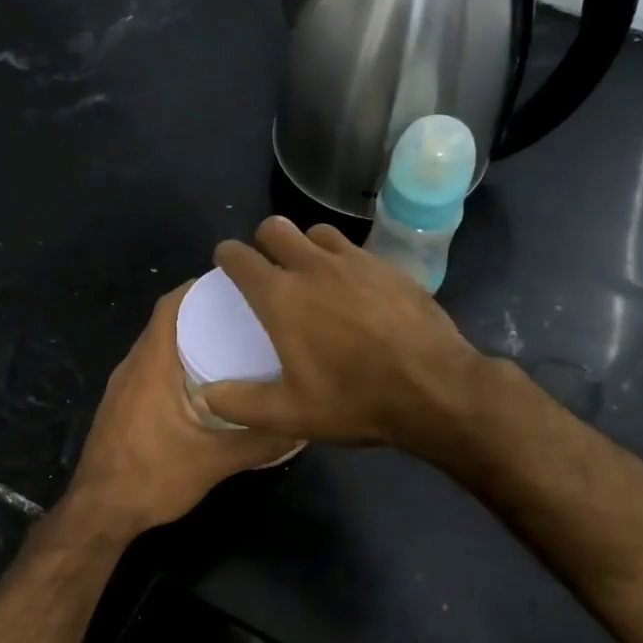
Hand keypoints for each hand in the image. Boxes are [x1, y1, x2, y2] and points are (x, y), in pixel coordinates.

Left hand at [64, 281, 298, 537]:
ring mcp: (122, 388)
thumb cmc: (152, 478)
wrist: (99, 513)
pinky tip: (203, 384)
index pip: (170, 306)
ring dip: (188, 339)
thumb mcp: (214, 461)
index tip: (235, 286)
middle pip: (165, 323)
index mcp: (151, 366)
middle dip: (202, 313)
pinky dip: (175, 363)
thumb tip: (301, 425)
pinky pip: (150, 369)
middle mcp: (132, 367)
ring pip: (156, 347)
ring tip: (231, 344)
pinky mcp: (120, 406)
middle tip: (244, 315)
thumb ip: (259, 442)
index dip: (198, 289)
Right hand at [202, 217, 484, 450]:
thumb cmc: (356, 401)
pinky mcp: (389, 266)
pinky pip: (354, 248)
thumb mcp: (290, 415)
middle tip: (268, 269)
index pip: (240, 257)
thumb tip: (207, 394)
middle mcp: (314, 267)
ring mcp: (356, 261)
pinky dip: (342, 259)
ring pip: (317, 231)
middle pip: (275, 228)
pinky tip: (353, 288)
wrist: (435, 389)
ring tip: (311, 273)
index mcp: (282, 297)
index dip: (227, 257)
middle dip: (263, 242)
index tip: (227, 266)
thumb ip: (240, 403)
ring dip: (304, 245)